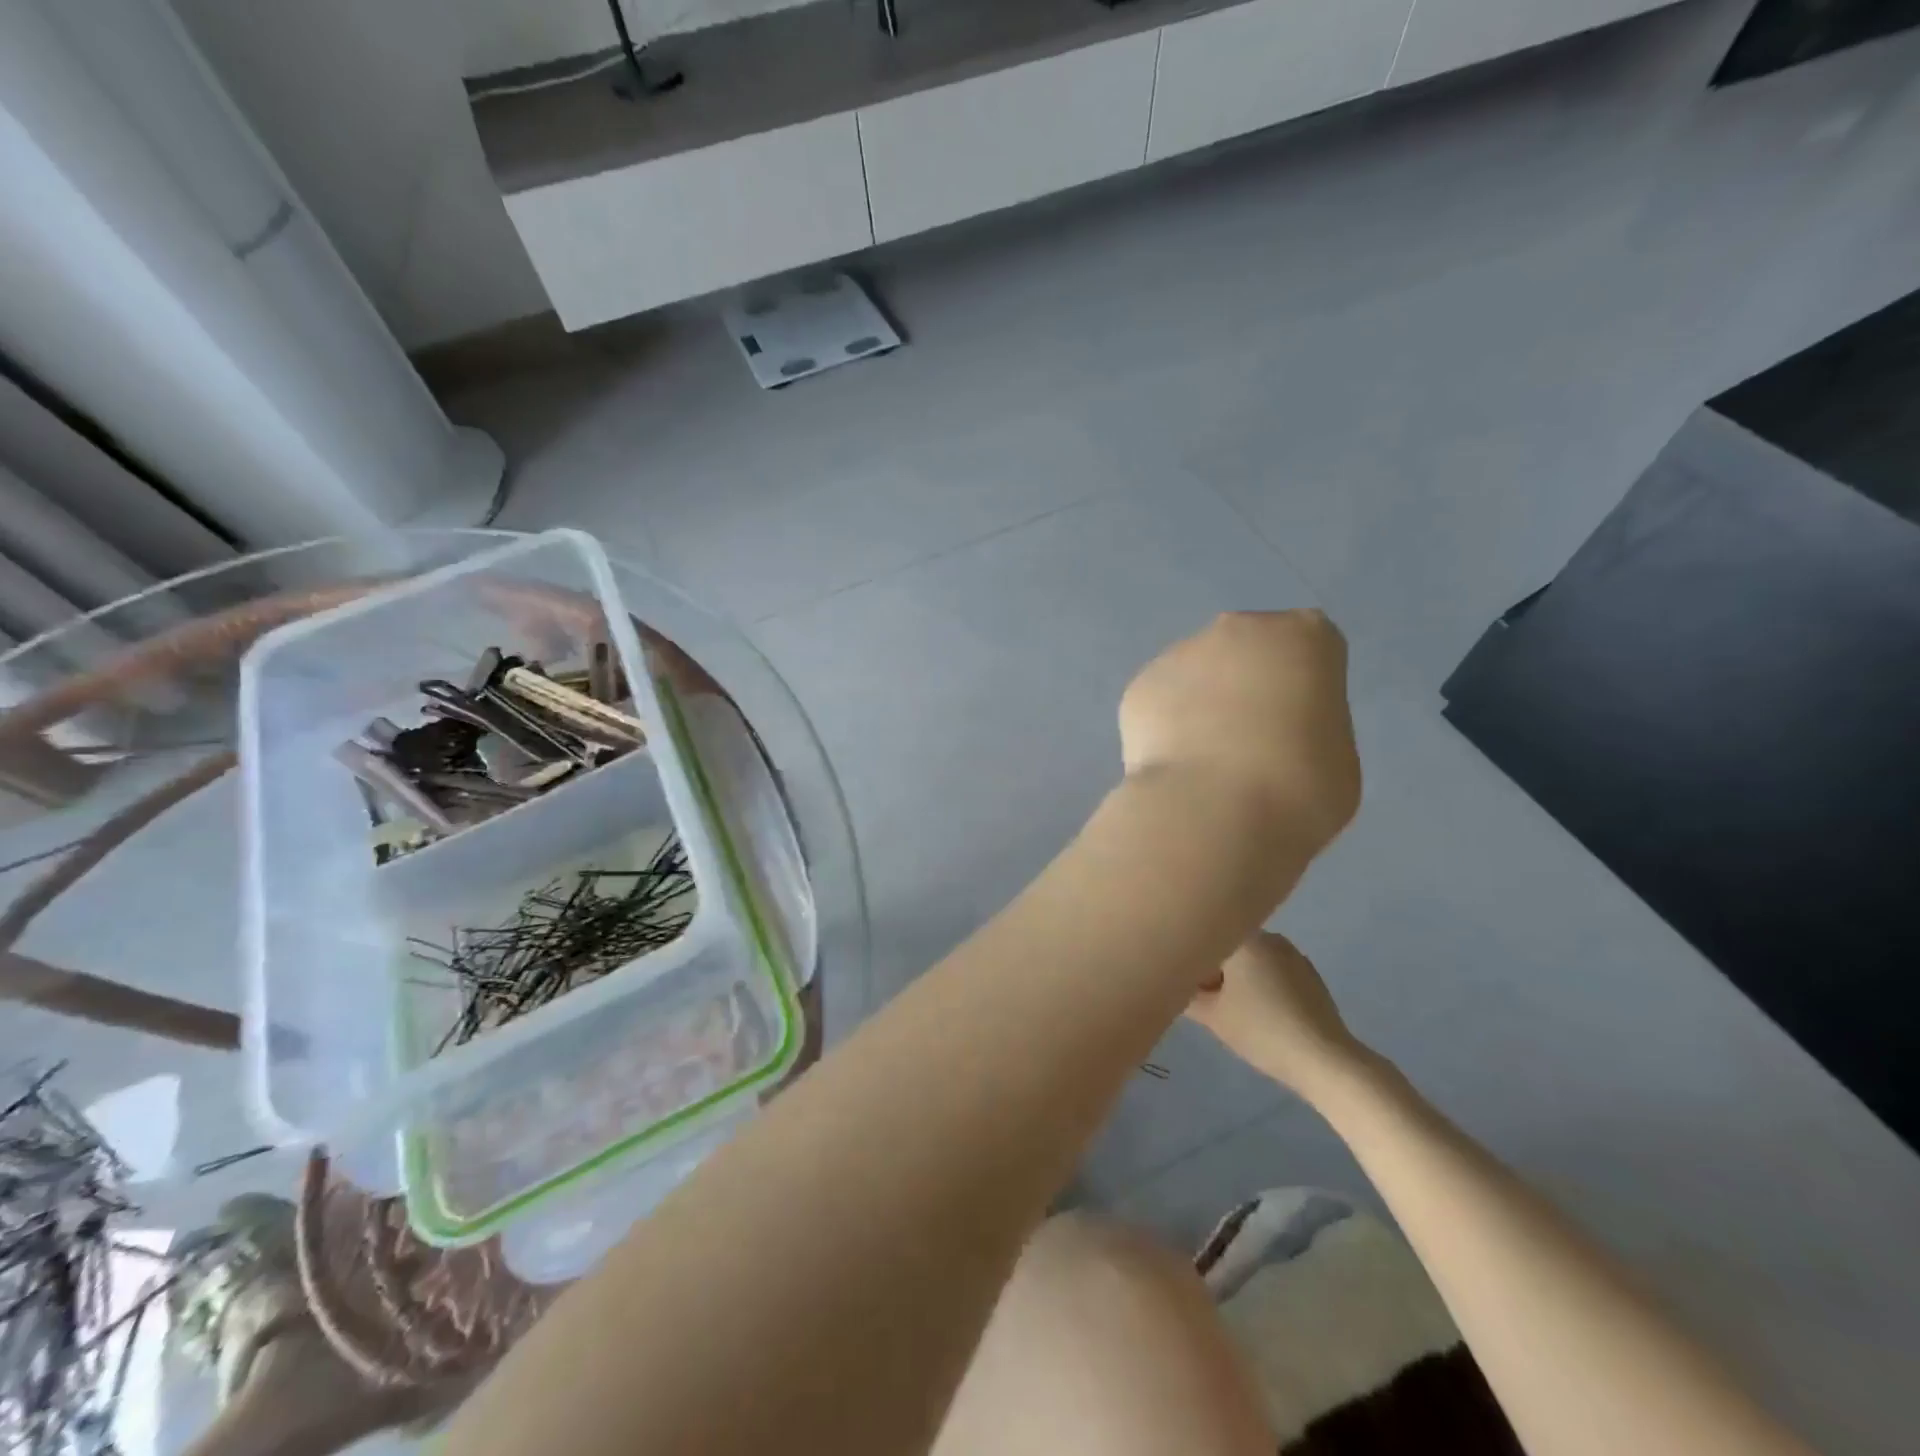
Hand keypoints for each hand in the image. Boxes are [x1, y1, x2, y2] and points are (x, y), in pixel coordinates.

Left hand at [1120, 611, 1359, 852]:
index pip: (1309, 649)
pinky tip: (1173, 768)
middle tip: (1249, 743)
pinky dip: (1164, 728)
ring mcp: (1180, 654)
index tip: (1298, 727)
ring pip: (1196, 675)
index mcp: (1304, 637)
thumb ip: (1308, 727)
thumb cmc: (1299, 787)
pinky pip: (1160, 704)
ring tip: (1204, 764)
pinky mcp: (1138, 687)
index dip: (1302, 690)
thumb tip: (1276, 734)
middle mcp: (1238, 631)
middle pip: (1246, 651)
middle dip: (1245, 686)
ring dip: (1200, 705)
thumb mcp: (1336, 757)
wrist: (1212, 810)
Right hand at [1187, 933, 1369, 1097]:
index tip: (1187, 986)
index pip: (1206, 940)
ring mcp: (1294, 956)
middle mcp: (1270, 938)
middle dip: (1214, 970)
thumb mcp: (1212, 1016)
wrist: (1324, 1060)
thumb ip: (1187, 995)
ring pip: (1252, 960)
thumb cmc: (1261, 1031)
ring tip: (1233, 1011)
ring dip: (1238, 979)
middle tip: (1205, 1002)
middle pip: (1228, 948)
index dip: (1191, 962)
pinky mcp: (1311, 977)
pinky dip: (1261, 986)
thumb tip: (1176, 985)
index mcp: (1245, 940)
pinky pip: (1274, 972)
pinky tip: (1262, 1015)